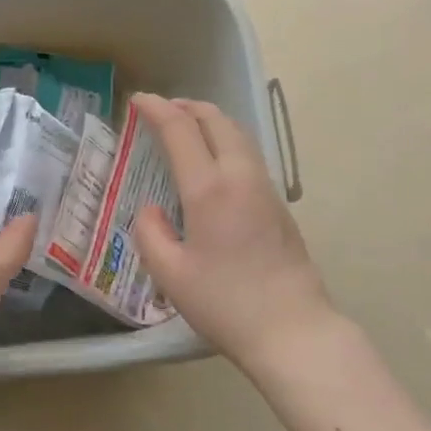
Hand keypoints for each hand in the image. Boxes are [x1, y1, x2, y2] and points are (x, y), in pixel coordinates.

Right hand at [131, 93, 338, 373]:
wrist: (292, 330)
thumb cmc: (224, 303)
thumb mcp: (170, 274)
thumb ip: (150, 234)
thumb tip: (151, 211)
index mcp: (209, 190)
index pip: (181, 131)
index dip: (157, 110)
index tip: (138, 100)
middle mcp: (240, 178)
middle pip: (217, 121)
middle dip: (187, 107)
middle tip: (162, 109)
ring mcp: (265, 190)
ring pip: (238, 136)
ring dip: (210, 122)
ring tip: (187, 127)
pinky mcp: (278, 206)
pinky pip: (248, 156)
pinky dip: (225, 142)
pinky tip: (213, 163)